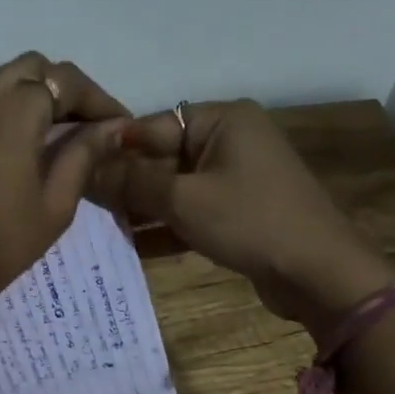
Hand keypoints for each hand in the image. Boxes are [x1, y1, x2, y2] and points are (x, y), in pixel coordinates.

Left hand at [0, 38, 128, 329]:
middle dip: (65, 90)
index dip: (98, 101)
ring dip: (27, 86)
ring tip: (47, 114)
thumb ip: (82, 156)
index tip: (119, 126)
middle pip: (33, 71)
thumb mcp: (54, 205)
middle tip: (85, 125)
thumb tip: (112, 127)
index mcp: (18, 112)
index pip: (67, 84)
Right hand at [102, 100, 394, 338]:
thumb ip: (132, 183)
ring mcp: (235, 178)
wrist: (318, 273)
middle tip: (82, 205)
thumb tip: (87, 170)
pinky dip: (166, 226)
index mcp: (221, 120)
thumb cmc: (250, 221)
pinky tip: (130, 246)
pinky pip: (192, 211)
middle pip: (162, 157)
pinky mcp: (237, 212)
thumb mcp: (184, 200)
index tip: (75, 172)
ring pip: (174, 188)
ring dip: (142, 208)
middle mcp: (228, 141)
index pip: (152, 125)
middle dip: (126, 183)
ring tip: (99, 227)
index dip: (114, 149)